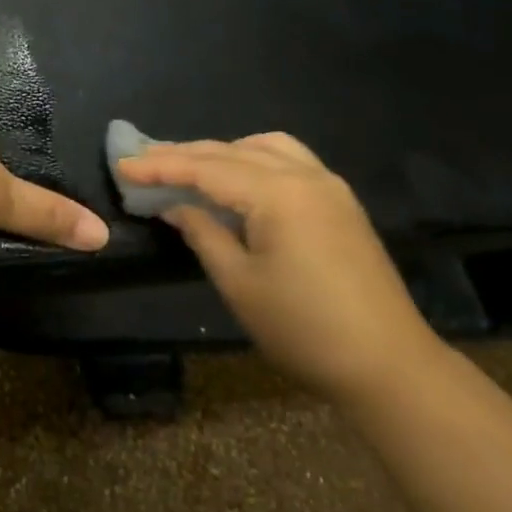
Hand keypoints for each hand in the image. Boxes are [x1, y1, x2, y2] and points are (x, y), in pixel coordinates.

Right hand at [118, 134, 442, 401]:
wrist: (388, 364)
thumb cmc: (304, 329)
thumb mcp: (240, 284)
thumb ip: (204, 234)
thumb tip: (175, 206)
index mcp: (278, 193)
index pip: (207, 168)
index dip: (162, 166)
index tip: (123, 165)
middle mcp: (305, 175)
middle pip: (232, 151)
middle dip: (185, 154)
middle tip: (143, 161)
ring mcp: (328, 185)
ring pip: (264, 147)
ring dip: (223, 152)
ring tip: (189, 167)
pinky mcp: (340, 202)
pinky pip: (289, 160)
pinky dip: (255, 159)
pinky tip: (240, 180)